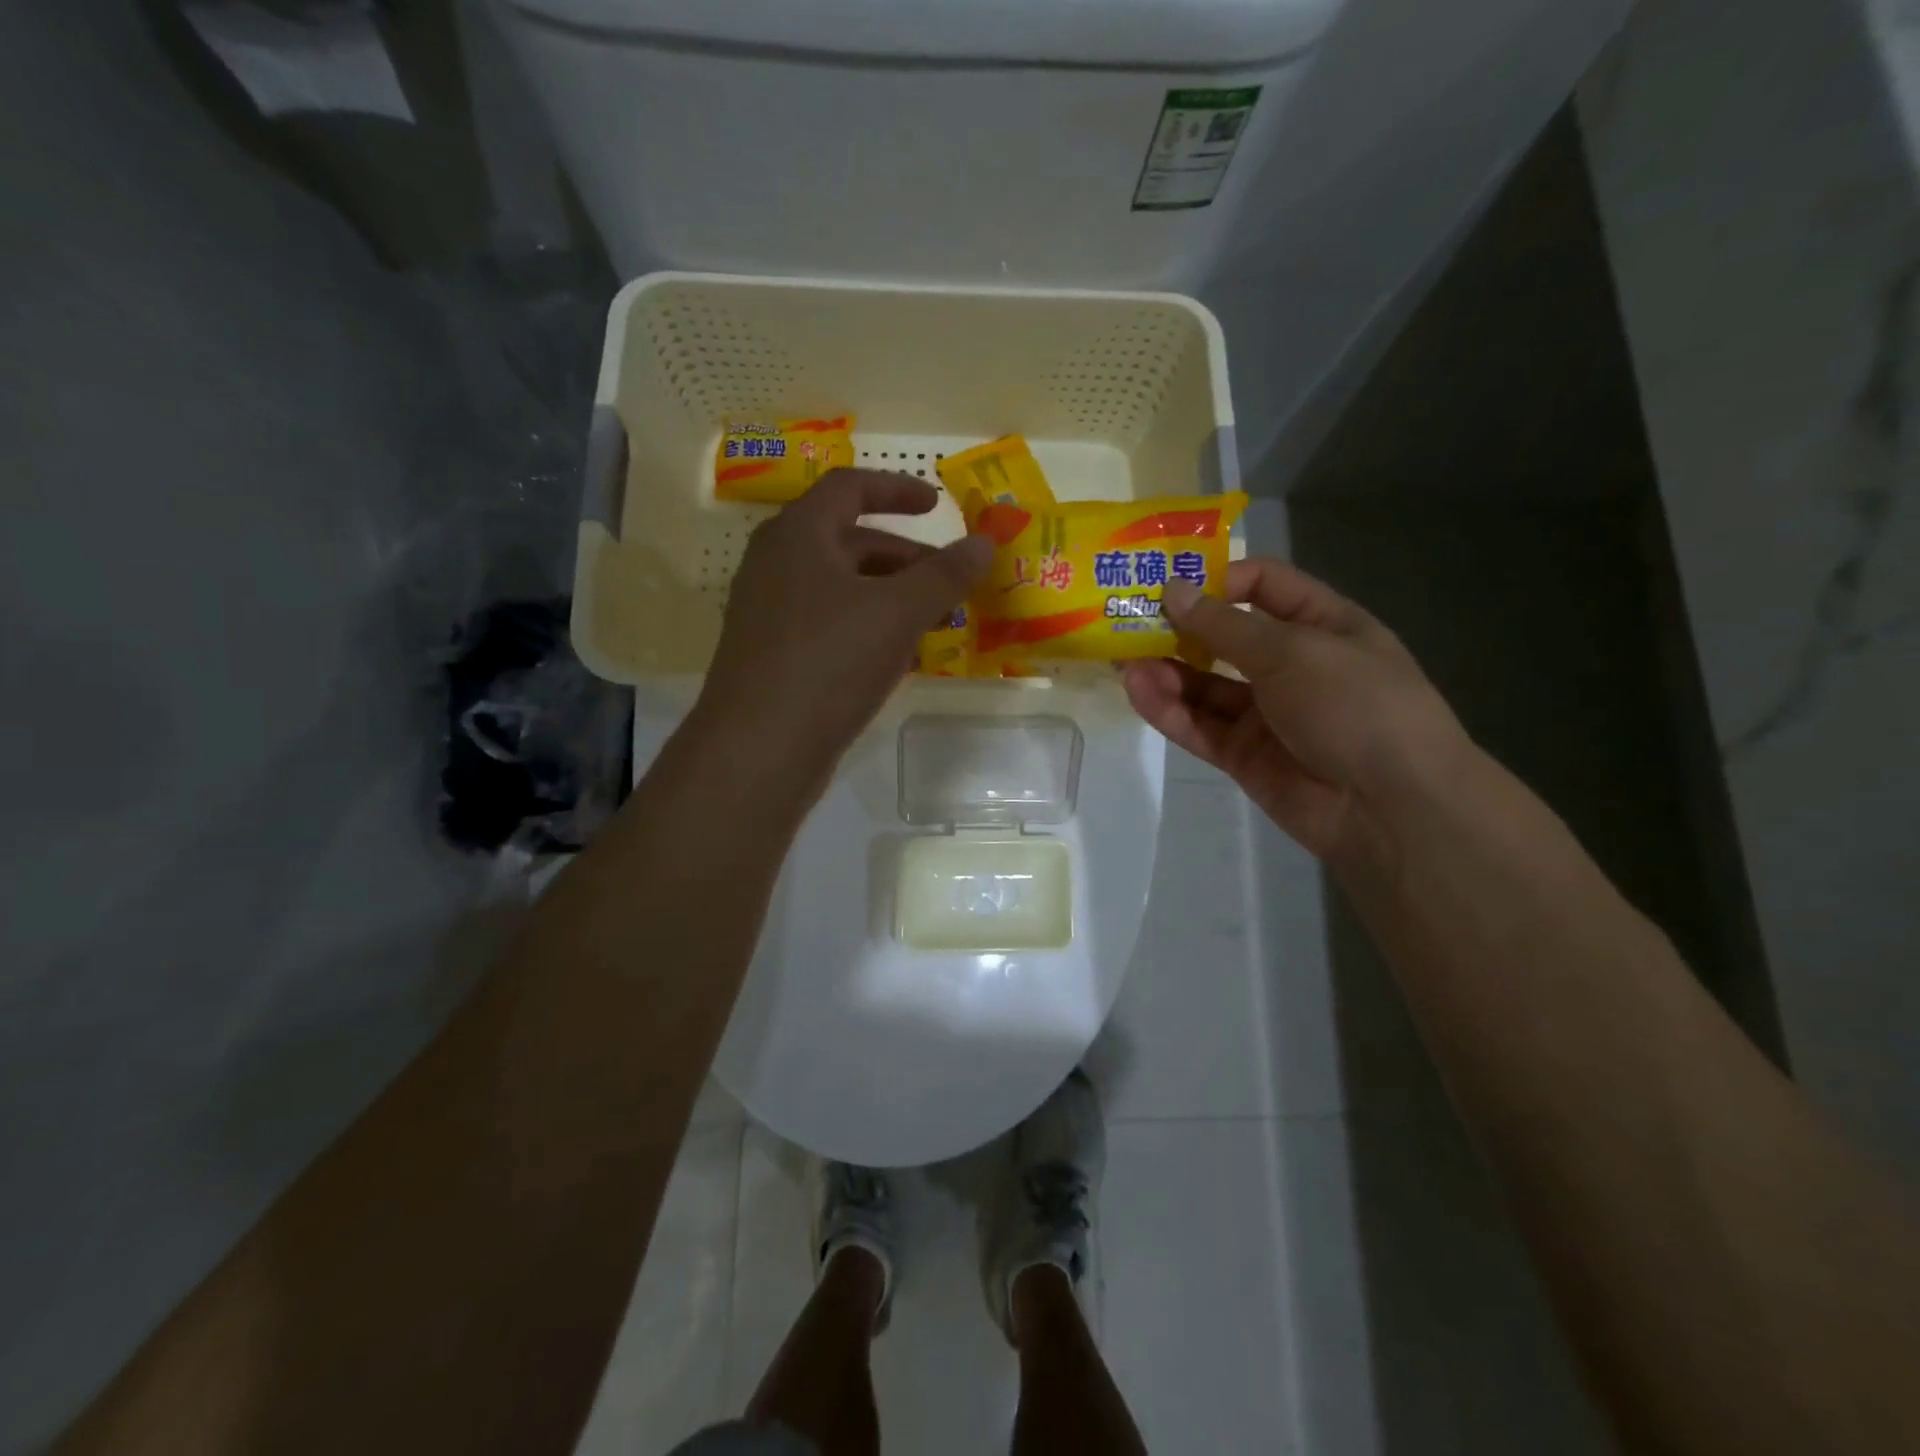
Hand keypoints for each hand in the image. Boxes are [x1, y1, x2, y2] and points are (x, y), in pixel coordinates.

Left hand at [694, 469, 991, 791]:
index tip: (938, 504)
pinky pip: (830, 626)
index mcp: (798, 535)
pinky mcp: (774, 656)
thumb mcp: (898, 613)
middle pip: (849, 542)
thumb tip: (984, 542)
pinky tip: (901, 660)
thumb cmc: (829, 662)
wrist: (760, 748)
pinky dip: (868, 629)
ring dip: (891, 598)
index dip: (897, 489)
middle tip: (949, 583)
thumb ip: (944, 574)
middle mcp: (776, 565)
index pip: (849, 488)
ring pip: (842, 589)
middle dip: (905, 558)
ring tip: (934, 624)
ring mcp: (770, 613)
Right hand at [1122, 559, 1473, 872]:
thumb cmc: (1356, 705)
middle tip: (1126, 620)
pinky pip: (1200, 725)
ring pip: (1205, 685)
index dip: (1219, 579)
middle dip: (1178, 628)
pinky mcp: (1243, 755)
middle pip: (1224, 637)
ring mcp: (1266, 713)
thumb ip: (1226, 626)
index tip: (1172, 583)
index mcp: (1321, 625)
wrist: (1390, 808)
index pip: (1264, 586)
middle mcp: (1291, 665)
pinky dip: (1169, 710)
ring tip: (1123, 661)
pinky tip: (1139, 692)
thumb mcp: (1294, 652)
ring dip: (1166, 671)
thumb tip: (1174, 590)